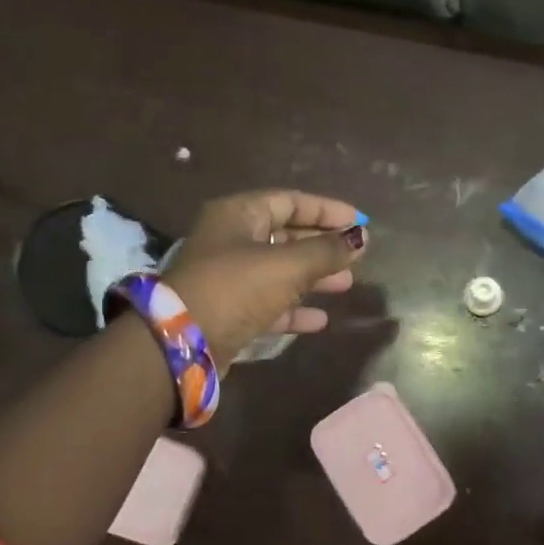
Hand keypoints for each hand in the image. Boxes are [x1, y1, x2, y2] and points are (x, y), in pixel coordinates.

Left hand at [164, 191, 367, 369]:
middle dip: (322, 245)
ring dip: (313, 277)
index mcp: (238, 215)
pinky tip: (321, 320)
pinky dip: (295, 308)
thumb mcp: (287, 265)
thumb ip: (327, 251)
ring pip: (280, 270)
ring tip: (346, 284)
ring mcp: (228, 277)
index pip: (289, 201)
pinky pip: (269, 303)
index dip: (326, 210)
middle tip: (355, 255)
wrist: (181, 342)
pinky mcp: (229, 311)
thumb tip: (362, 238)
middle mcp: (231, 240)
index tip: (359, 222)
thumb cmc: (236, 288)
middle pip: (285, 235)